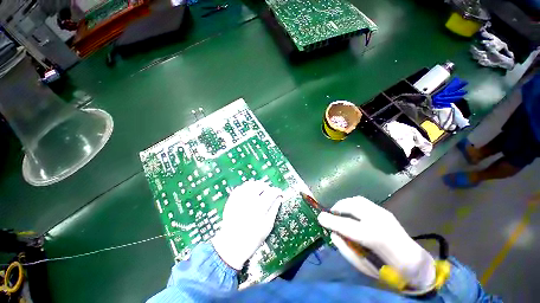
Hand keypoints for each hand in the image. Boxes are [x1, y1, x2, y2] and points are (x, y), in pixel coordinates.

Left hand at [212, 180, 282, 269]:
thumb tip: (279, 198)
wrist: (232, 246)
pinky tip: (249, 192)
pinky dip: (246, 187)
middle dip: (267, 187)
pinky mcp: (231, 201)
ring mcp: (238, 200)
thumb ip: (274, 209)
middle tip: (269, 192)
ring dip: (257, 185)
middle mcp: (249, 201)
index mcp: (259, 208)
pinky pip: (240, 188)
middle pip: (260, 185)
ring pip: (249, 184)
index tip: (280, 193)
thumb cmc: (253, 238)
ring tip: (260, 190)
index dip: (277, 191)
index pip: (271, 192)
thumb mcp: (267, 226)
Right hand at [317, 196, 435, 289]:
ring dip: (344, 204)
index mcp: (380, 240)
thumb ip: (347, 250)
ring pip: (357, 200)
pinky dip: (351, 204)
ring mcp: (384, 213)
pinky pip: (362, 202)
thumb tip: (333, 234)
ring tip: (338, 212)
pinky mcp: (384, 211)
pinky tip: (350, 213)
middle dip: (337, 207)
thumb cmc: (391, 272)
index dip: (332, 221)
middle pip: (353, 205)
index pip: (349, 226)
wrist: (417, 264)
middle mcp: (382, 221)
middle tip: (330, 214)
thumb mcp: (365, 267)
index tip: (319, 218)